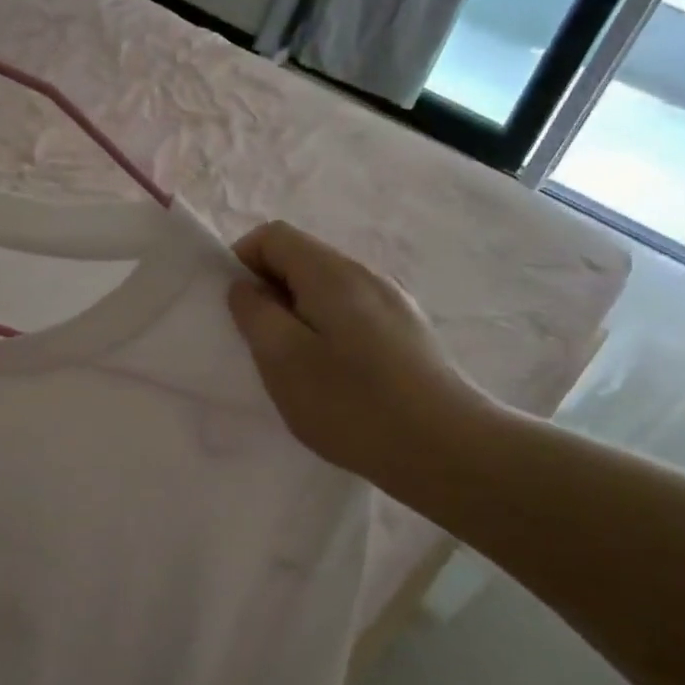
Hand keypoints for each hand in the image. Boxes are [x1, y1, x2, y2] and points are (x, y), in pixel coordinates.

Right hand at [227, 221, 500, 496]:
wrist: (448, 449)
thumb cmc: (352, 404)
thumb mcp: (283, 359)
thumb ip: (255, 313)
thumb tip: (245, 286)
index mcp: (332, 273)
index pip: (273, 235)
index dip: (242, 261)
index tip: (236, 308)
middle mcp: (366, 275)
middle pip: (302, 259)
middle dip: (269, 292)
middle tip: (260, 344)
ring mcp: (393, 302)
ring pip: (326, 290)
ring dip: (298, 314)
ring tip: (296, 366)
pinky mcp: (408, 331)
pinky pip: (352, 313)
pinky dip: (327, 331)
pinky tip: (336, 377)